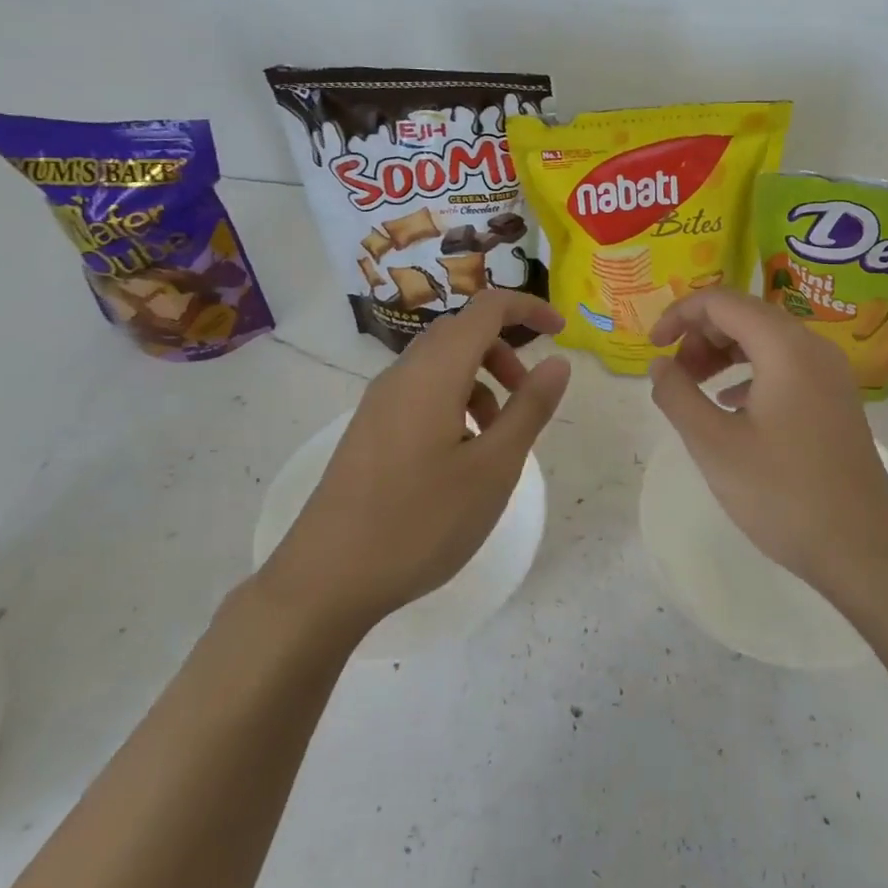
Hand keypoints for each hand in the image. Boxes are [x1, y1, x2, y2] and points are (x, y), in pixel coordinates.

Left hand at [261, 290, 571, 636]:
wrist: (325, 579)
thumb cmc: (420, 521)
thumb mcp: (493, 468)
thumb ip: (530, 408)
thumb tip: (557, 362)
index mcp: (434, 370)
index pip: (487, 308)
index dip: (528, 309)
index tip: (561, 333)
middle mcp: (403, 373)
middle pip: (462, 333)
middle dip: (505, 352)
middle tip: (529, 397)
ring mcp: (380, 401)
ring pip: (441, 365)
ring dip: (481, 382)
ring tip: (498, 439)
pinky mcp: (369, 429)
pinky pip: (421, 392)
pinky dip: (454, 403)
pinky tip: (461, 458)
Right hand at [647, 290, 887, 604]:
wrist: (864, 549)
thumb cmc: (783, 493)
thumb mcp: (714, 444)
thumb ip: (677, 395)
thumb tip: (660, 364)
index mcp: (785, 347)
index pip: (722, 301)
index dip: (680, 314)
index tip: (654, 347)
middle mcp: (812, 347)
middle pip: (745, 315)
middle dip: (701, 335)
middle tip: (675, 375)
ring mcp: (829, 373)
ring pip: (765, 339)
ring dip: (724, 353)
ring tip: (696, 388)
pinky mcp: (834, 398)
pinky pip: (784, 364)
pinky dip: (749, 372)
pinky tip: (731, 404)